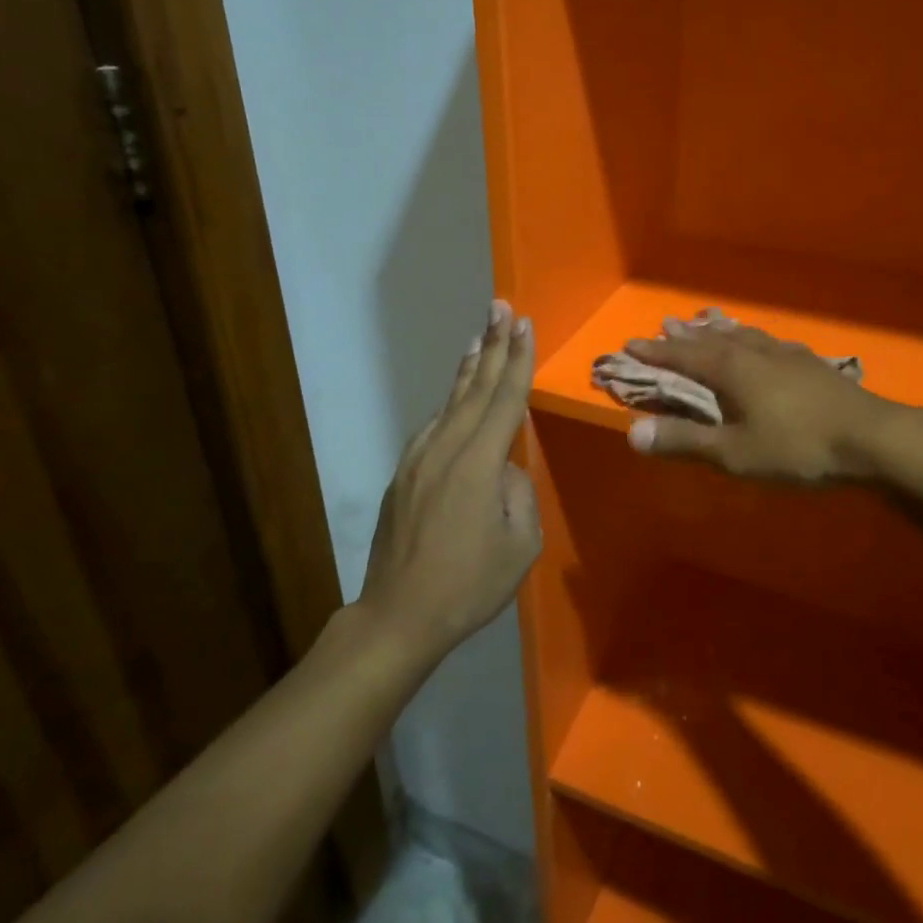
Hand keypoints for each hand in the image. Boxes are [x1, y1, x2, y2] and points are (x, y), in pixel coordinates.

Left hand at [356, 300, 540, 662]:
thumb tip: (505, 471)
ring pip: (450, 403)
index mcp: (479, 464)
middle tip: (500, 307)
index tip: (523, 324)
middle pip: (475, 387)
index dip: (517, 360)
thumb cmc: (468, 585)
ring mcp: (419, 459)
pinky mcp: (404, 474)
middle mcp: (446, 449)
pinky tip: (457, 397)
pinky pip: (434, 426)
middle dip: (491, 344)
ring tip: (479, 338)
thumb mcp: (520, 545)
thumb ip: (518, 494)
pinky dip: (451, 402)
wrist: (398, 615)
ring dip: (468, 368)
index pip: (505, 399)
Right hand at [622, 314, 900, 483]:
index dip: (656, 352)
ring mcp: (787, 355)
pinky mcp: (812, 364)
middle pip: (713, 338)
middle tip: (666, 323)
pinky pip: (769, 342)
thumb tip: (632, 433)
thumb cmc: (798, 447)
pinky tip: (763, 343)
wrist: (872, 438)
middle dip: (686, 335)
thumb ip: (685, 442)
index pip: (684, 356)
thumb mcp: (735, 453)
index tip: (631, 343)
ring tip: (708, 322)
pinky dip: (751, 338)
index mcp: (732, 370)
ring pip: (744, 335)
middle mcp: (756, 353)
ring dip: (720, 330)